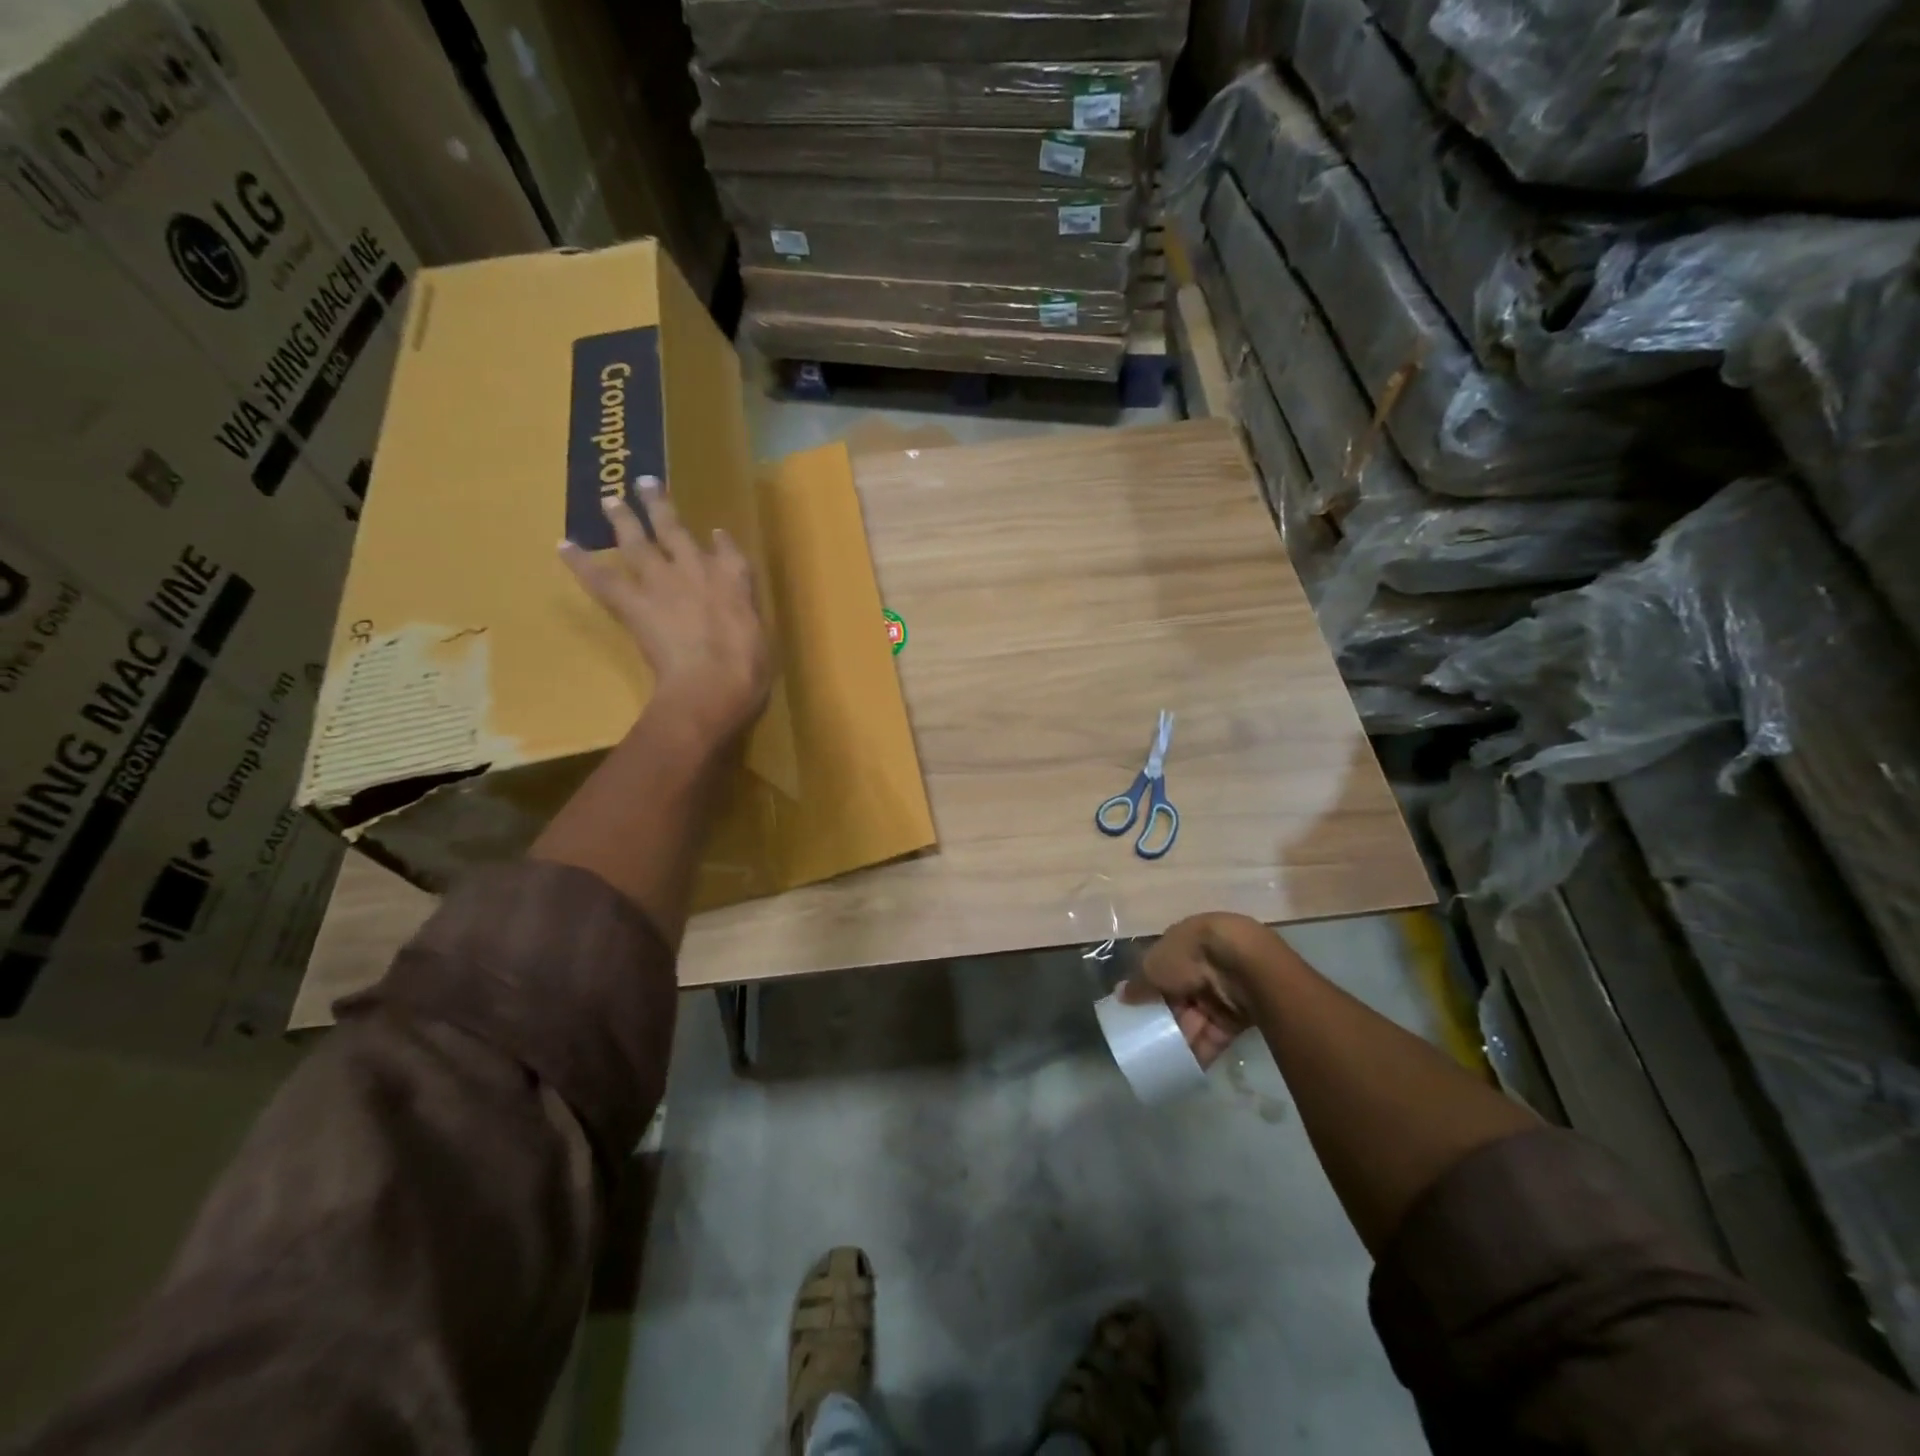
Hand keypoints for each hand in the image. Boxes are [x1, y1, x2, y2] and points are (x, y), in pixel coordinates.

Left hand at [560, 478, 771, 744]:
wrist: (711, 683)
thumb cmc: (747, 670)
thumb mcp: (760, 640)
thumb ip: (746, 622)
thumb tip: (739, 624)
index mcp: (735, 582)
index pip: (728, 553)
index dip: (721, 543)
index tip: (716, 533)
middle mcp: (697, 570)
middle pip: (675, 531)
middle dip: (660, 508)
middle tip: (646, 484)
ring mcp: (662, 584)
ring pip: (638, 543)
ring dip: (622, 519)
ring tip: (610, 500)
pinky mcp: (633, 604)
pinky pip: (602, 579)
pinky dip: (581, 563)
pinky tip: (564, 546)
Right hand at [1122, 912, 1263, 1067]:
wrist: (1243, 964)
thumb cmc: (1190, 955)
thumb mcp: (1154, 967)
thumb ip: (1138, 984)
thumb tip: (1120, 994)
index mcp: (1182, 944)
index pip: (1162, 968)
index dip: (1148, 987)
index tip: (1135, 1008)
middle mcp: (1203, 965)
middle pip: (1179, 995)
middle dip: (1164, 1017)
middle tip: (1146, 1038)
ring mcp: (1222, 989)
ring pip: (1196, 1017)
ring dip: (1180, 1037)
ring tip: (1160, 1059)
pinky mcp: (1239, 1015)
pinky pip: (1214, 1034)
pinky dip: (1200, 1050)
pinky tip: (1183, 1068)